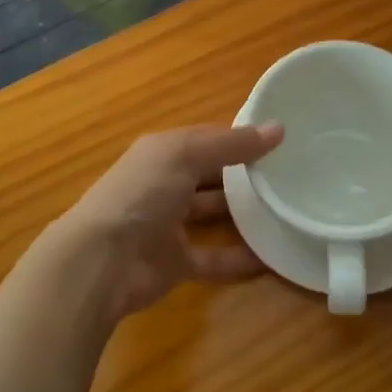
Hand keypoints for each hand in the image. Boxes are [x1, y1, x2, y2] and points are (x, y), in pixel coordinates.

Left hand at [52, 124, 282, 323]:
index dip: (239, 137)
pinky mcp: (176, 263)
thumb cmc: (142, 194)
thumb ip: (231, 144)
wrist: (103, 261)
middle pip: (210, 175)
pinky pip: (214, 258)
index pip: (207, 139)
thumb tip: (278, 128)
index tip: (280, 138)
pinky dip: (239, 258)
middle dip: (243, 174)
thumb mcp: (186, 156)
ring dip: (243, 214)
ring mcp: (169, 225)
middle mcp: (165, 184)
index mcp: (163, 153)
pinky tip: (272, 256)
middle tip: (289, 174)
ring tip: (285, 209)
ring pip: (212, 214)